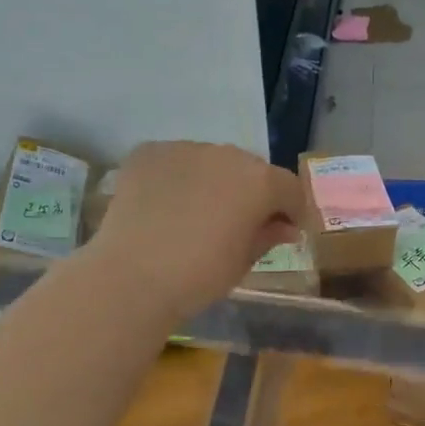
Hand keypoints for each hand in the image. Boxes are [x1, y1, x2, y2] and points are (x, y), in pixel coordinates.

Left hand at [88, 142, 303, 317]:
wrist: (132, 276)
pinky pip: (174, 162)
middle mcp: (226, 154)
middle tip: (239, 223)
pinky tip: (166, 206)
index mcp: (259, 182)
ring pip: (210, 162)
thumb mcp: (244, 261)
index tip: (285, 231)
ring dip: (213, 182)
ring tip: (197, 214)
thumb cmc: (200, 276)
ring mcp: (184, 149)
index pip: (289, 188)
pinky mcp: (148, 152)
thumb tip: (285, 227)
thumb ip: (269, 235)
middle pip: (249, 170)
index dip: (291, 210)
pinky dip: (177, 178)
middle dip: (251, 193)